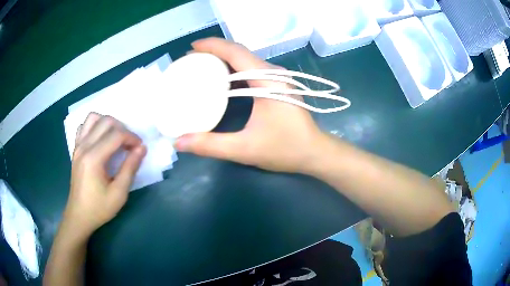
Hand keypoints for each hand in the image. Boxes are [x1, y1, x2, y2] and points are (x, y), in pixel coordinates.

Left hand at [65, 113, 146, 236]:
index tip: (140, 148)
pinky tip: (101, 139)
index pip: (116, 135)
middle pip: (106, 121)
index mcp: (93, 158)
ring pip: (93, 118)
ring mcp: (78, 146)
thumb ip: (130, 168)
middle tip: (130, 145)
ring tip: (116, 138)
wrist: (79, 216)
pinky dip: (95, 126)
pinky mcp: (76, 149)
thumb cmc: (99, 208)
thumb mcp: (119, 193)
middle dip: (122, 129)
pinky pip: (84, 126)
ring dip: (108, 123)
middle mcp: (84, 146)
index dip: (132, 138)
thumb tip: (142, 148)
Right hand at [174, 38, 326, 173]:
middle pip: (240, 52)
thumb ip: (211, 145)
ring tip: (202, 65)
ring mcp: (279, 79)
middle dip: (214, 51)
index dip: (212, 46)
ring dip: (224, 59)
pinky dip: (234, 69)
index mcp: (268, 81)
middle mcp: (275, 73)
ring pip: (247, 59)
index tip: (191, 49)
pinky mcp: (279, 86)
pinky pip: (252, 69)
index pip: (236, 52)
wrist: (315, 152)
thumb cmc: (286, 149)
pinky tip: (222, 79)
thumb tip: (179, 142)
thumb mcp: (245, 149)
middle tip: (191, 60)